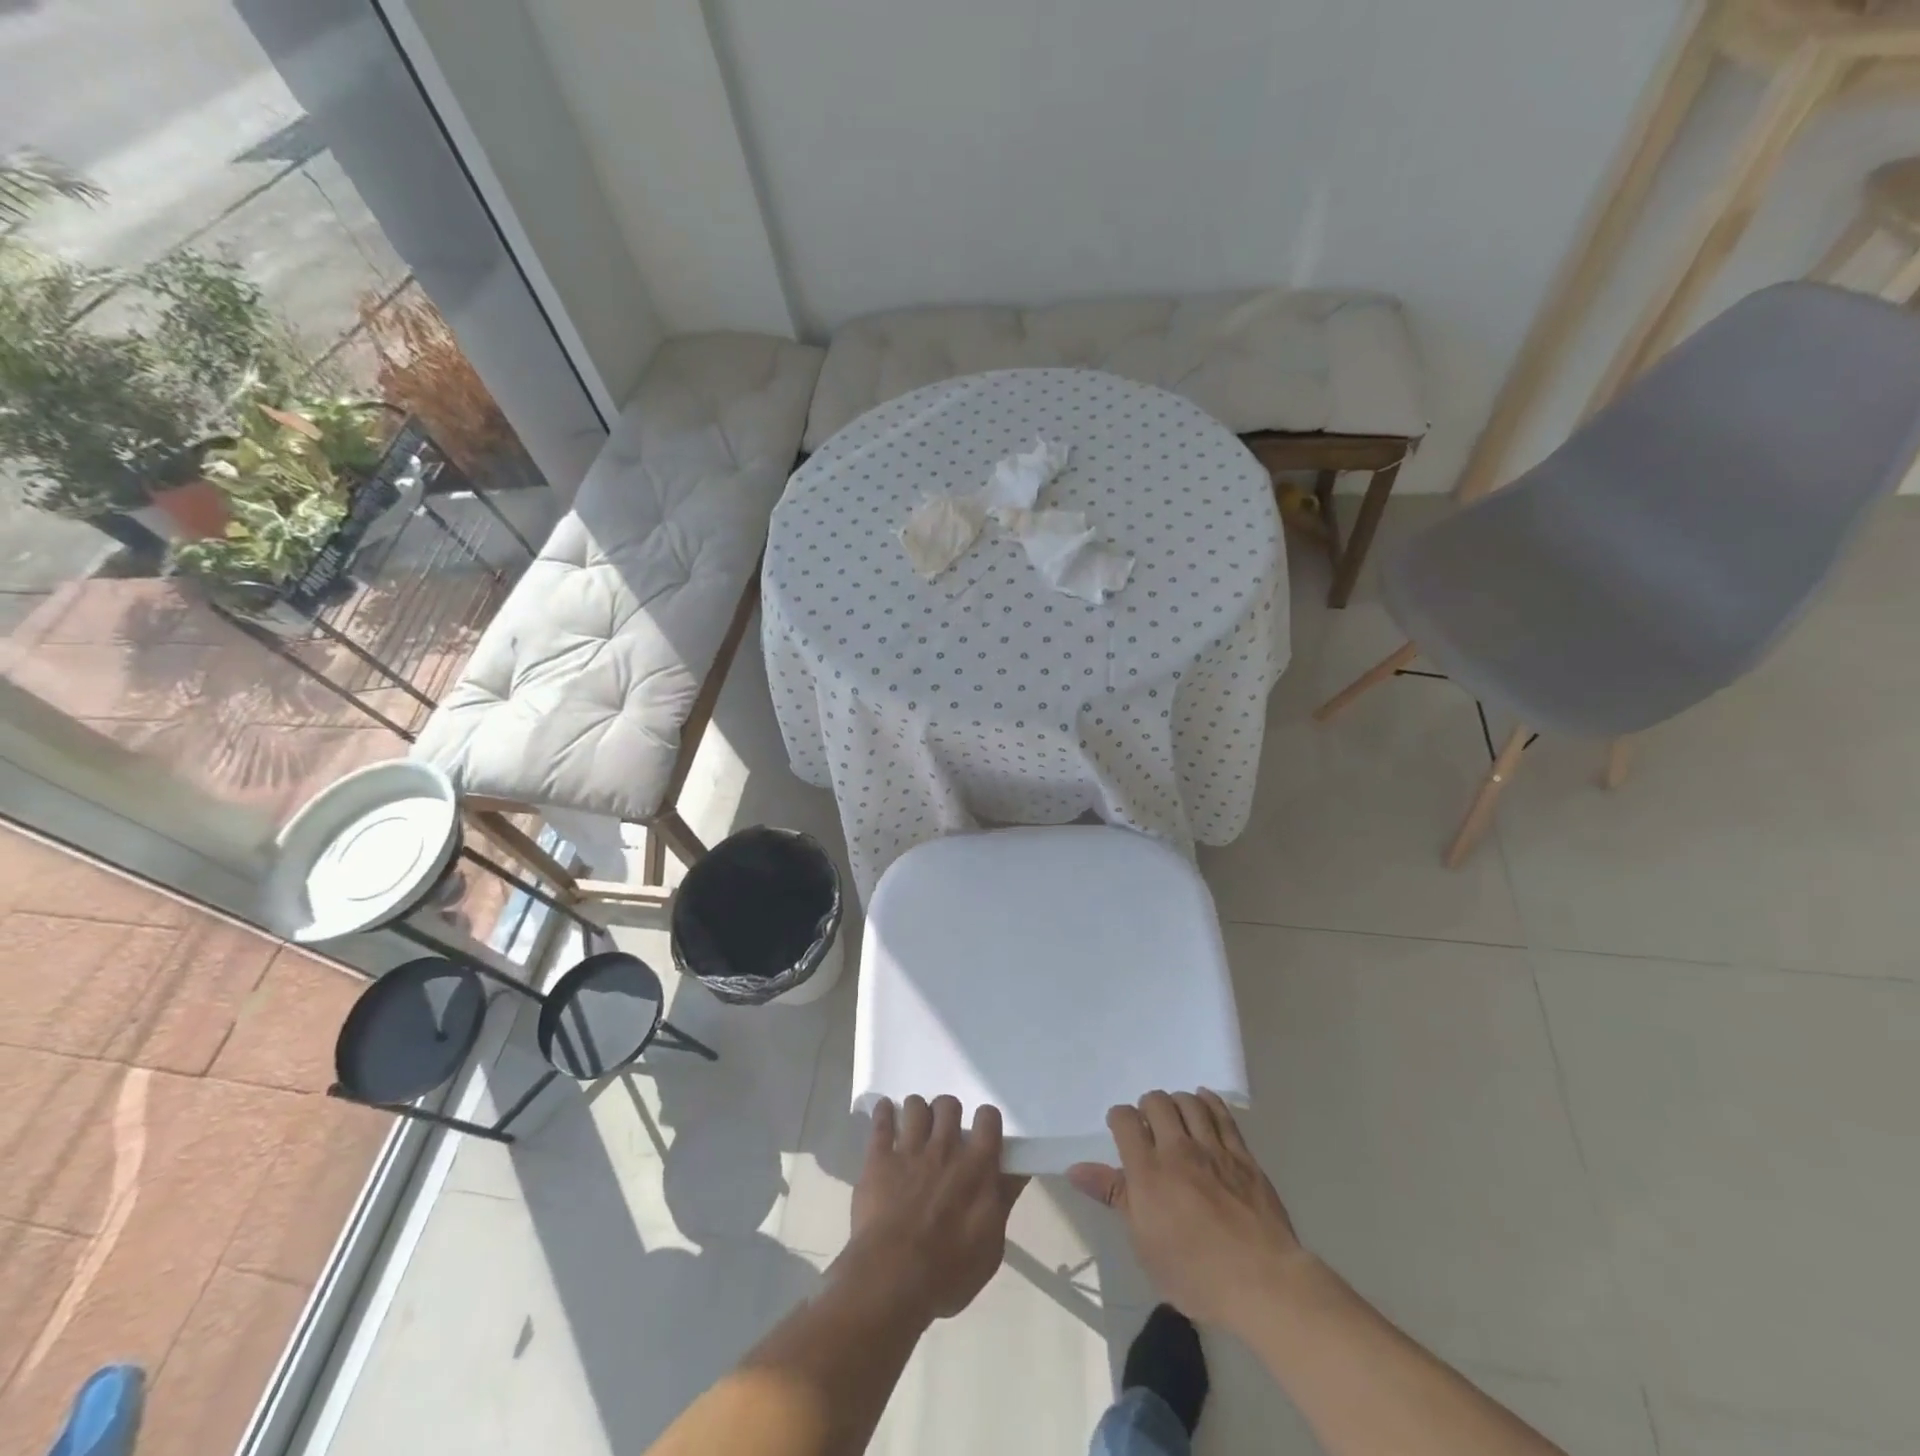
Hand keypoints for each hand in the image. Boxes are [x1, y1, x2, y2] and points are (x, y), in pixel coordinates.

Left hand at [839, 1095, 1027, 1321]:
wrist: (892, 1280)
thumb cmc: (948, 1273)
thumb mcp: (990, 1248)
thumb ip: (1003, 1202)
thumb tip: (1017, 1172)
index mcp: (977, 1167)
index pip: (988, 1118)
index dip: (985, 1120)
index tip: (981, 1131)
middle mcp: (945, 1148)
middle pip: (949, 1105)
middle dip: (947, 1113)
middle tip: (944, 1132)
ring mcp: (910, 1150)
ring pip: (916, 1105)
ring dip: (917, 1111)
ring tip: (915, 1125)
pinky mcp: (879, 1158)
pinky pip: (881, 1122)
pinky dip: (883, 1112)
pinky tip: (885, 1111)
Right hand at [1068, 1090, 1304, 1335]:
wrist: (1264, 1283)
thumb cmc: (1196, 1275)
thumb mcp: (1144, 1245)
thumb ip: (1115, 1197)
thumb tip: (1076, 1170)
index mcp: (1148, 1172)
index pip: (1125, 1120)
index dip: (1119, 1119)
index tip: (1120, 1131)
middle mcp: (1177, 1150)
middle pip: (1156, 1102)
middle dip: (1147, 1107)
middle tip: (1149, 1127)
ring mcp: (1213, 1149)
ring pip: (1188, 1101)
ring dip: (1176, 1102)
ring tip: (1175, 1117)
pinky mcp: (1242, 1155)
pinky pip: (1222, 1113)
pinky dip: (1208, 1101)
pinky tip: (1202, 1102)